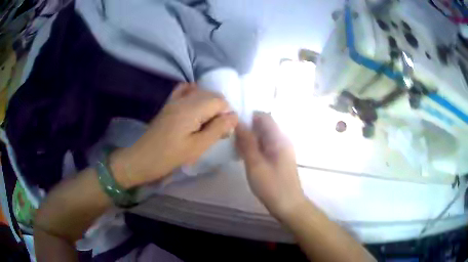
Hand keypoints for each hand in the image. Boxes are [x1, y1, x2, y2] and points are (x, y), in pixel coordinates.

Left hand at [111, 83, 238, 187]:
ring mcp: (174, 100)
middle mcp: (183, 99)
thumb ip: (217, 129)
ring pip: (200, 94)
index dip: (226, 114)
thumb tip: (234, 116)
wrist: (142, 159)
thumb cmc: (169, 157)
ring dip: (209, 106)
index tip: (223, 132)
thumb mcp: (197, 147)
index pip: (219, 100)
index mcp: (191, 109)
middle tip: (216, 131)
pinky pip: (184, 91)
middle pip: (211, 95)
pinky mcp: (169, 105)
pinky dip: (194, 96)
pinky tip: (195, 109)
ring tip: (206, 125)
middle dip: (219, 110)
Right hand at [235, 112, 305, 218]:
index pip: (264, 116)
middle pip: (263, 126)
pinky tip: (243, 155)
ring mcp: (281, 150)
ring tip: (234, 146)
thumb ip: (247, 142)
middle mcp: (281, 140)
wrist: (288, 205)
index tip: (232, 123)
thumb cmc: (272, 186)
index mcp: (278, 138)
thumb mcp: (255, 164)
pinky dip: (254, 148)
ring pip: (262, 137)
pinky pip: (264, 147)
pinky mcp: (278, 160)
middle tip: (230, 136)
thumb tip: (238, 123)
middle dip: (247, 128)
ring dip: (249, 139)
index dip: (248, 116)